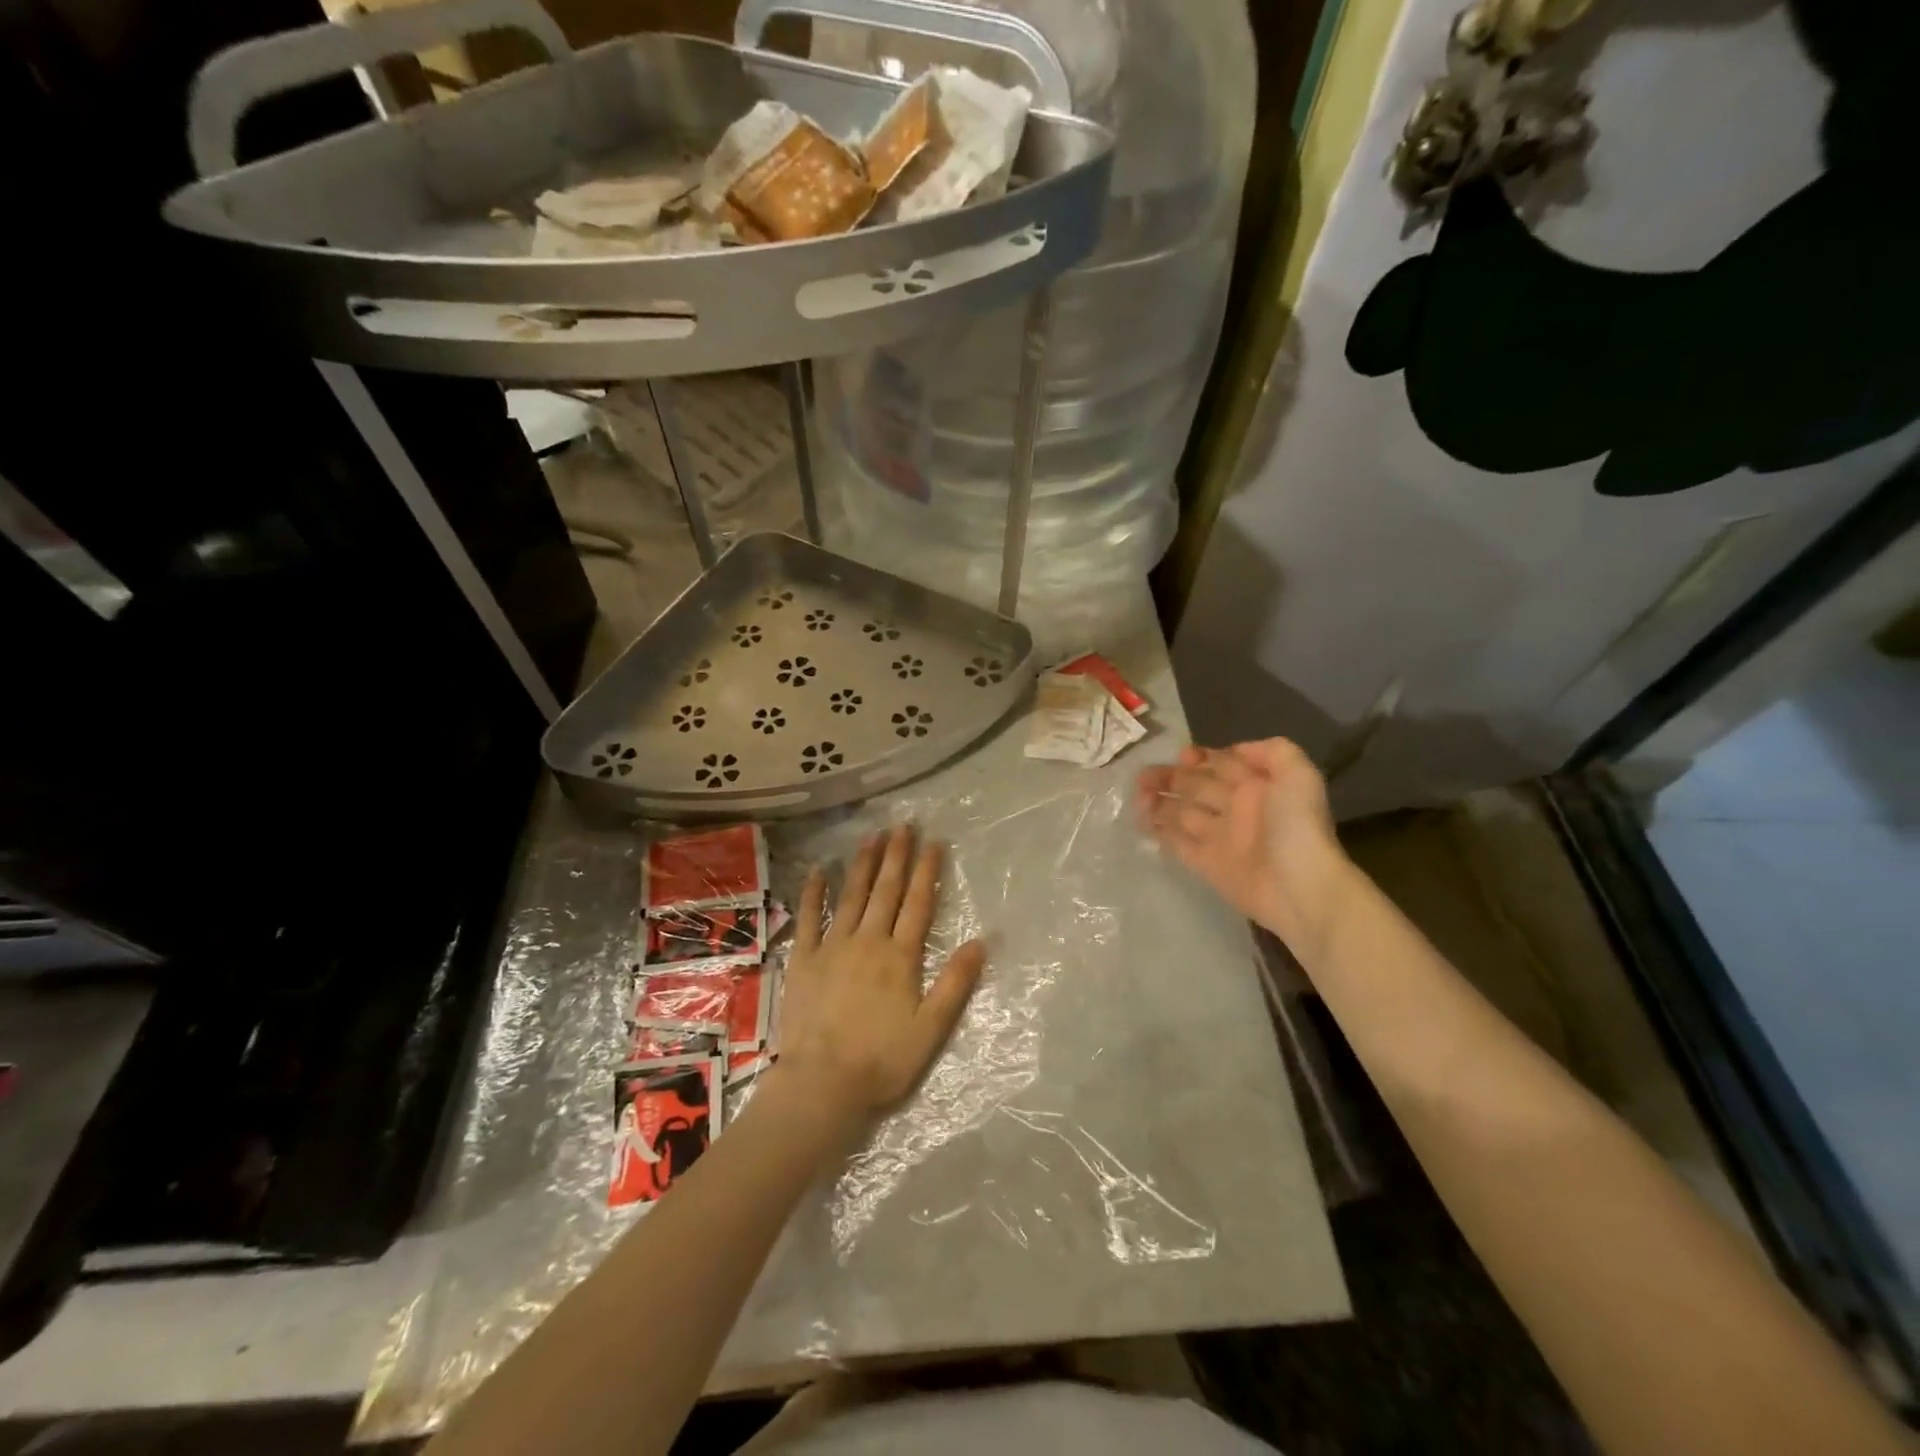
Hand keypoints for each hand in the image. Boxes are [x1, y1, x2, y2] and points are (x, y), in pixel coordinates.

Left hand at [771, 826, 986, 1129]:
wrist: (822, 1085)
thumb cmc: (882, 1061)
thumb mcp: (931, 1029)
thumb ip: (955, 983)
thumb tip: (981, 941)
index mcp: (900, 957)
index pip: (918, 904)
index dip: (927, 871)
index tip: (934, 842)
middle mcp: (868, 941)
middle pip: (886, 891)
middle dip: (896, 856)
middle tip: (903, 825)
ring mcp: (833, 947)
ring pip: (851, 896)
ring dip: (862, 864)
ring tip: (871, 836)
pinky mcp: (804, 960)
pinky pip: (809, 918)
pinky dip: (814, 892)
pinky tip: (819, 870)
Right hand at [1136, 738, 1349, 957]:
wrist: (1299, 887)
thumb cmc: (1297, 827)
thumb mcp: (1298, 775)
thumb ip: (1273, 751)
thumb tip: (1234, 750)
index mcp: (1255, 786)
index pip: (1220, 764)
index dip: (1199, 758)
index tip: (1181, 757)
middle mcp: (1235, 809)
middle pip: (1195, 787)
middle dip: (1169, 778)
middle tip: (1143, 777)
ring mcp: (1220, 838)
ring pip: (1182, 814)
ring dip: (1159, 803)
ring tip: (1138, 798)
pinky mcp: (1207, 865)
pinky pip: (1179, 844)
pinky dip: (1161, 833)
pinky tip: (1142, 821)